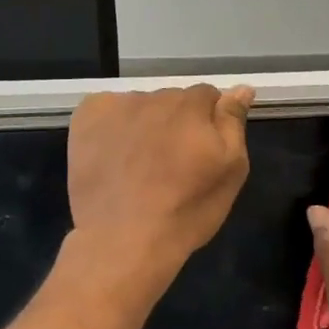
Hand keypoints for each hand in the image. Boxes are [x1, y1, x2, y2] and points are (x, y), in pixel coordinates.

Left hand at [68, 84, 255, 280]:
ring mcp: (117, 105)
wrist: (122, 240)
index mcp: (193, 106)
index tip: (201, 152)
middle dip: (176, 122)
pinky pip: (108, 110)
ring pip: (141, 106)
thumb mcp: (230, 170)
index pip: (208, 96)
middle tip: (171, 163)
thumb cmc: (185, 211)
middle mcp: (156, 96)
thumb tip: (242, 88)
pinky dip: (112, 126)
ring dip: (145, 124)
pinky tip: (113, 156)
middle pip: (173, 100)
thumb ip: (233, 123)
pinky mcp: (87, 117)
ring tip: (139, 166)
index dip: (208, 123)